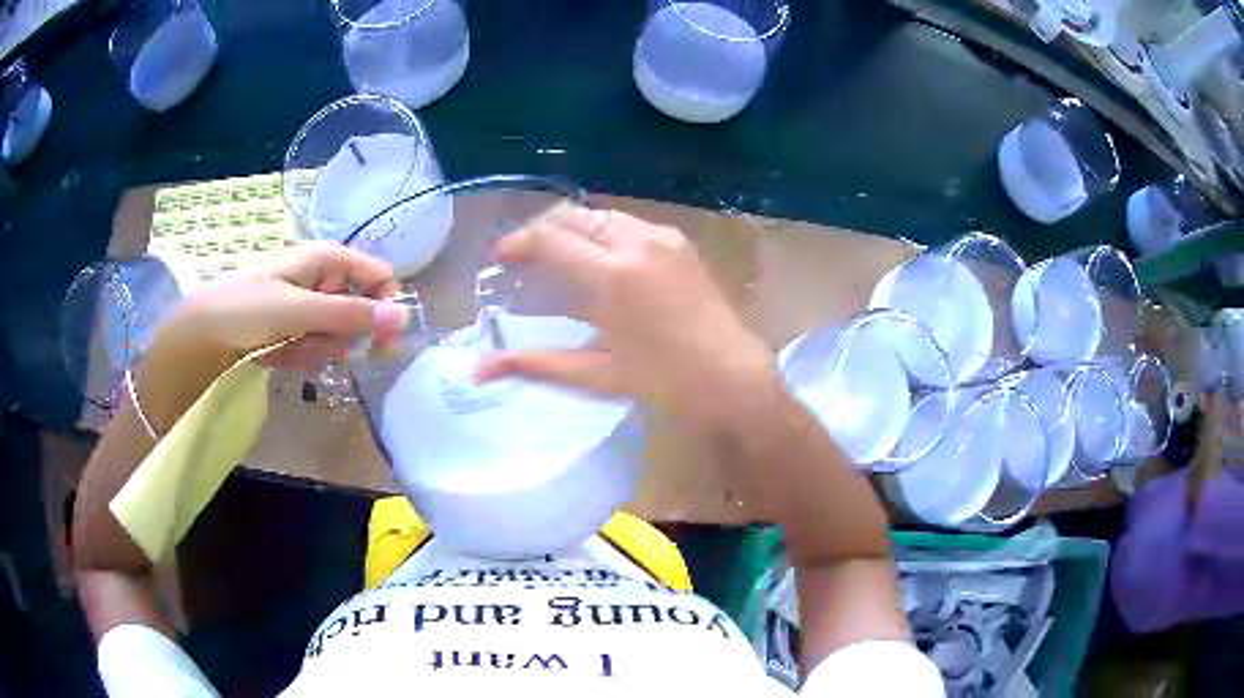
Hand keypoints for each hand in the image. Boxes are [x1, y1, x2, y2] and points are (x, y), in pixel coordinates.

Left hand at [163, 242, 409, 370]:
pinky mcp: (289, 334)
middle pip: (356, 309)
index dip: (383, 303)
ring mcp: (302, 309)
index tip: (383, 338)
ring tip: (288, 349)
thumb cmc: (246, 309)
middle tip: (324, 346)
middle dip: (342, 334)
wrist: (198, 337)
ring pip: (334, 335)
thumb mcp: (300, 310)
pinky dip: (299, 357)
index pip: (375, 273)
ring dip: (317, 349)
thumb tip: (403, 317)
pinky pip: (312, 349)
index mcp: (323, 260)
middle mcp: (317, 281)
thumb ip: (351, 314)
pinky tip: (277, 356)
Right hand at [476, 205, 777, 429]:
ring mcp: (662, 237)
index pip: (549, 239)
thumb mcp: (595, 373)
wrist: (731, 374)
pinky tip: (601, 259)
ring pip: (601, 215)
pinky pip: (629, 223)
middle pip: (573, 216)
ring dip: (573, 228)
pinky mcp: (680, 241)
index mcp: (611, 274)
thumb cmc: (662, 380)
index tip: (501, 257)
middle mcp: (635, 242)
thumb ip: (534, 364)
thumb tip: (479, 371)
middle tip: (525, 256)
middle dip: (542, 230)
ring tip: (559, 256)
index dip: (518, 243)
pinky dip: (603, 232)